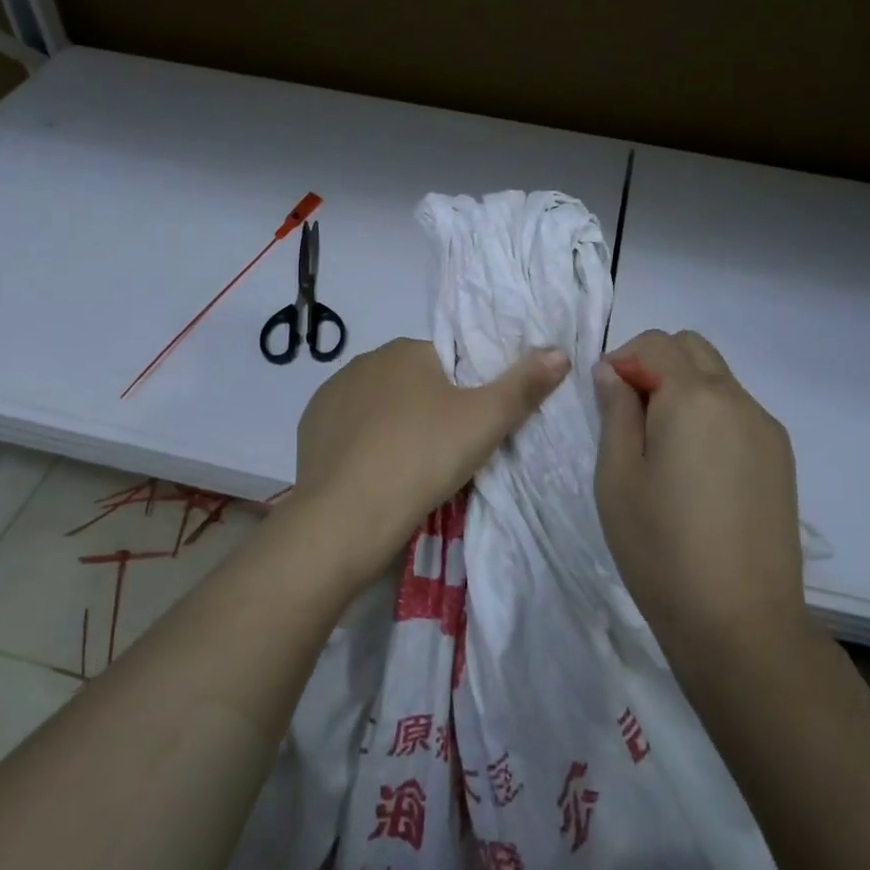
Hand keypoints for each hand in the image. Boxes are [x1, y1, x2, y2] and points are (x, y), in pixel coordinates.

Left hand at [291, 337, 569, 586]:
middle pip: (413, 381)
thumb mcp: (485, 422)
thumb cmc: (422, 458)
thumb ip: (524, 385)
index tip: (472, 427)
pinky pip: (349, 430)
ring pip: (379, 406)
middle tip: (448, 452)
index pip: (448, 360)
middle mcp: (364, 362)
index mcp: (406, 350)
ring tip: (411, 469)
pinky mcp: (310, 429)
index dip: (465, 392)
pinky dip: (364, 446)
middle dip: (431, 408)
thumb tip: (560, 351)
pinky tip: (376, 475)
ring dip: (395, 426)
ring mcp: (331, 395)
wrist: (346, 519)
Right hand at [593, 330, 806, 660]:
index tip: (606, 399)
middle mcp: (738, 399)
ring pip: (718, 379)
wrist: (741, 623)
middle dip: (655, 364)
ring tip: (663, 449)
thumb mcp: (617, 476)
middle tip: (631, 416)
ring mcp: (766, 429)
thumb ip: (615, 411)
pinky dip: (709, 416)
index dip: (623, 359)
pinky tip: (696, 471)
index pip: (656, 343)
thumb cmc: (661, 547)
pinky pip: (738, 413)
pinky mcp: (781, 459)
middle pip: (693, 349)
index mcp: (694, 397)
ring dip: (684, 390)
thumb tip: (613, 372)